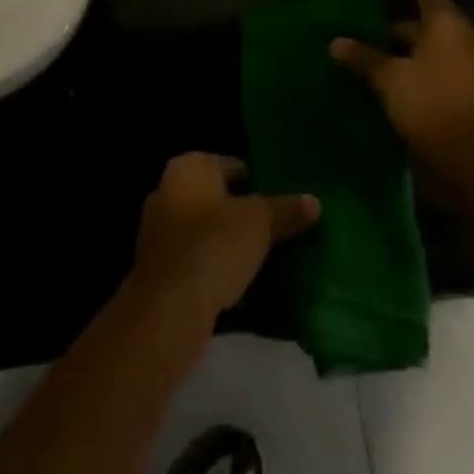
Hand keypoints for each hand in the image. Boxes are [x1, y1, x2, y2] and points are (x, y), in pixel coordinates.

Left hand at [131, 153, 319, 325]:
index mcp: (188, 167)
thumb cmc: (214, 245)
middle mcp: (167, 190)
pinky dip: (214, 266)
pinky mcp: (158, 268)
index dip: (260, 182)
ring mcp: (158, 230)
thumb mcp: (259, 222)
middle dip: (243, 213)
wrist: (169, 308)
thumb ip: (286, 210)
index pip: (232, 165)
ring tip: (264, 258)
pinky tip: (239, 283)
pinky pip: (195, 259)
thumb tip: (315, 202)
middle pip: (217, 198)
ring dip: (228, 242)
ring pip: (205, 230)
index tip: (283, 203)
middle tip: (278, 230)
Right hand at [330, 0, 473, 183]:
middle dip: (394, 25)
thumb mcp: (390, 78)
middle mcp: (464, 39)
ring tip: (371, 60)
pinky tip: (390, 85)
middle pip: (427, 21)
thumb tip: (336, 42)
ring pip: (432, 48)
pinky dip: (414, 70)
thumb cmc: (433, 104)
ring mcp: (471, 67)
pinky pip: (438, 70)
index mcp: (448, 24)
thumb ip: (364, 57)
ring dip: (403, 51)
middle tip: (364, 30)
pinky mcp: (469, 94)